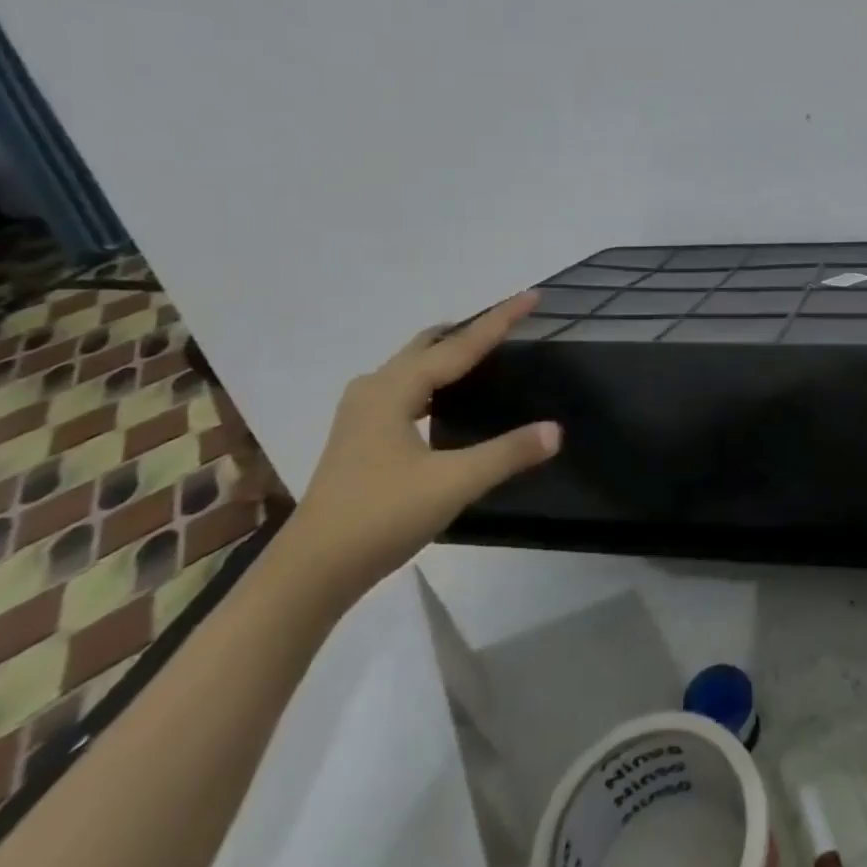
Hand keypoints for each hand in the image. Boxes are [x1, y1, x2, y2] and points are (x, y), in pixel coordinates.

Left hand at [279, 292, 560, 604]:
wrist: (311, 571)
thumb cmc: (380, 516)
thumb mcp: (453, 483)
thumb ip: (507, 453)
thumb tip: (556, 430)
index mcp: (394, 390)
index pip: (459, 345)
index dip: (499, 319)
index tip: (533, 295)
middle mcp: (374, 390)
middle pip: (430, 345)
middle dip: (471, 330)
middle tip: (511, 323)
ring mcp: (361, 414)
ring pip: (413, 366)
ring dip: (450, 354)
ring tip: (486, 354)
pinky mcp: (360, 436)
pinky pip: (406, 388)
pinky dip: (434, 380)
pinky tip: (448, 399)